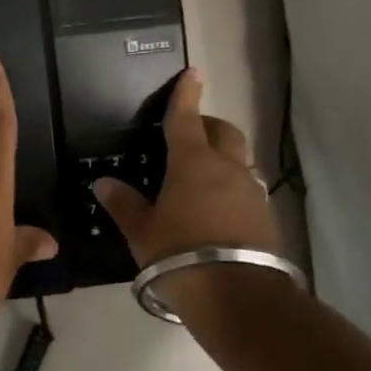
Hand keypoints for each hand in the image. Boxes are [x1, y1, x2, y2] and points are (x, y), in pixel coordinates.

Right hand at [93, 68, 279, 264]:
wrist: (238, 297)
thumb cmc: (180, 255)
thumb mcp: (143, 233)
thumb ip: (124, 205)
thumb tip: (104, 183)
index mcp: (193, 163)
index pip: (187, 118)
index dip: (187, 94)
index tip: (193, 73)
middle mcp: (227, 169)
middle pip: (224, 132)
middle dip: (209, 125)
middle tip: (192, 133)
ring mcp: (252, 192)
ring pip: (240, 160)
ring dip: (224, 158)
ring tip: (204, 176)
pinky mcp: (266, 217)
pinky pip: (248, 189)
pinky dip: (233, 187)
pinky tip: (219, 209)